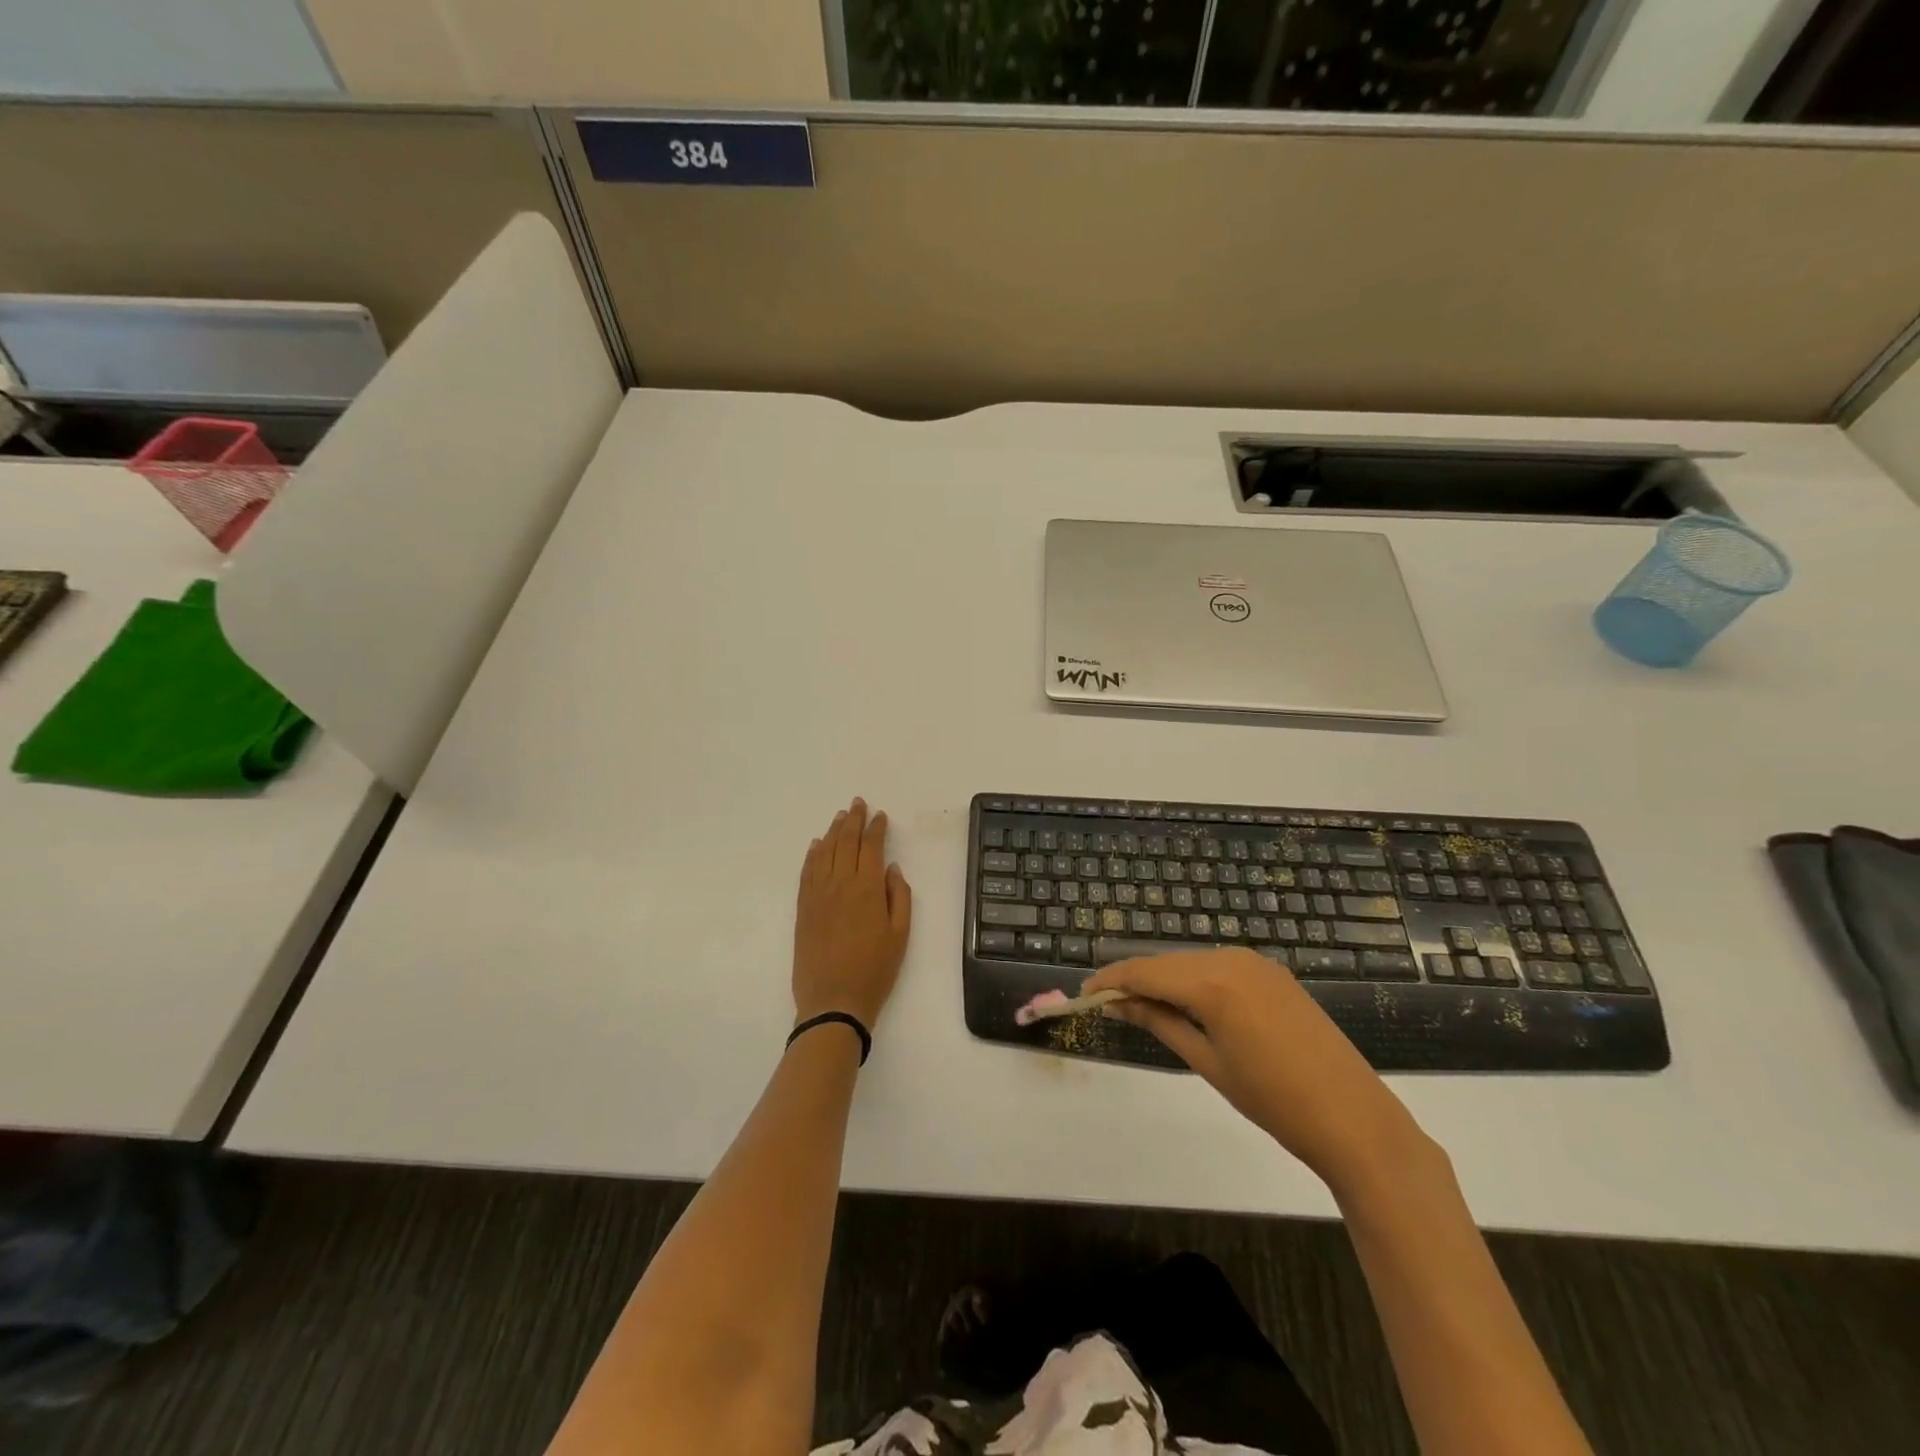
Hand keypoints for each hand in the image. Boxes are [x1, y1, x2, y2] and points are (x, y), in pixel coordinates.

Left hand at [792, 799, 911, 1028]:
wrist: (833, 1001)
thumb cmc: (874, 970)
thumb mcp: (900, 935)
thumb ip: (899, 897)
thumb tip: (891, 868)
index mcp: (867, 888)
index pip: (871, 847)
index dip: (876, 828)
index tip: (880, 815)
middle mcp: (840, 884)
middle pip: (845, 842)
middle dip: (853, 820)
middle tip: (857, 803)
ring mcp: (818, 895)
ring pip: (824, 852)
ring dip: (832, 831)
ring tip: (839, 816)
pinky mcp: (803, 908)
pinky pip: (806, 872)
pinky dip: (812, 854)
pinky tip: (816, 845)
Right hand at [1082, 948, 1422, 1190]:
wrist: (1355, 1119)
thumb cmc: (1274, 1101)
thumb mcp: (1207, 1063)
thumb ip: (1160, 1023)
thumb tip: (1118, 1004)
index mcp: (1212, 983)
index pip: (1145, 972)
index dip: (1111, 981)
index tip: (1085, 993)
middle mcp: (1231, 959)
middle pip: (1167, 962)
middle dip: (1135, 979)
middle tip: (1108, 1003)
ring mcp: (1256, 962)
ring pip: (1192, 962)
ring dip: (1165, 978)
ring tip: (1142, 1006)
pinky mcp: (1273, 972)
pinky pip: (1219, 966)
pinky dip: (1195, 980)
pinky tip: (1186, 1002)